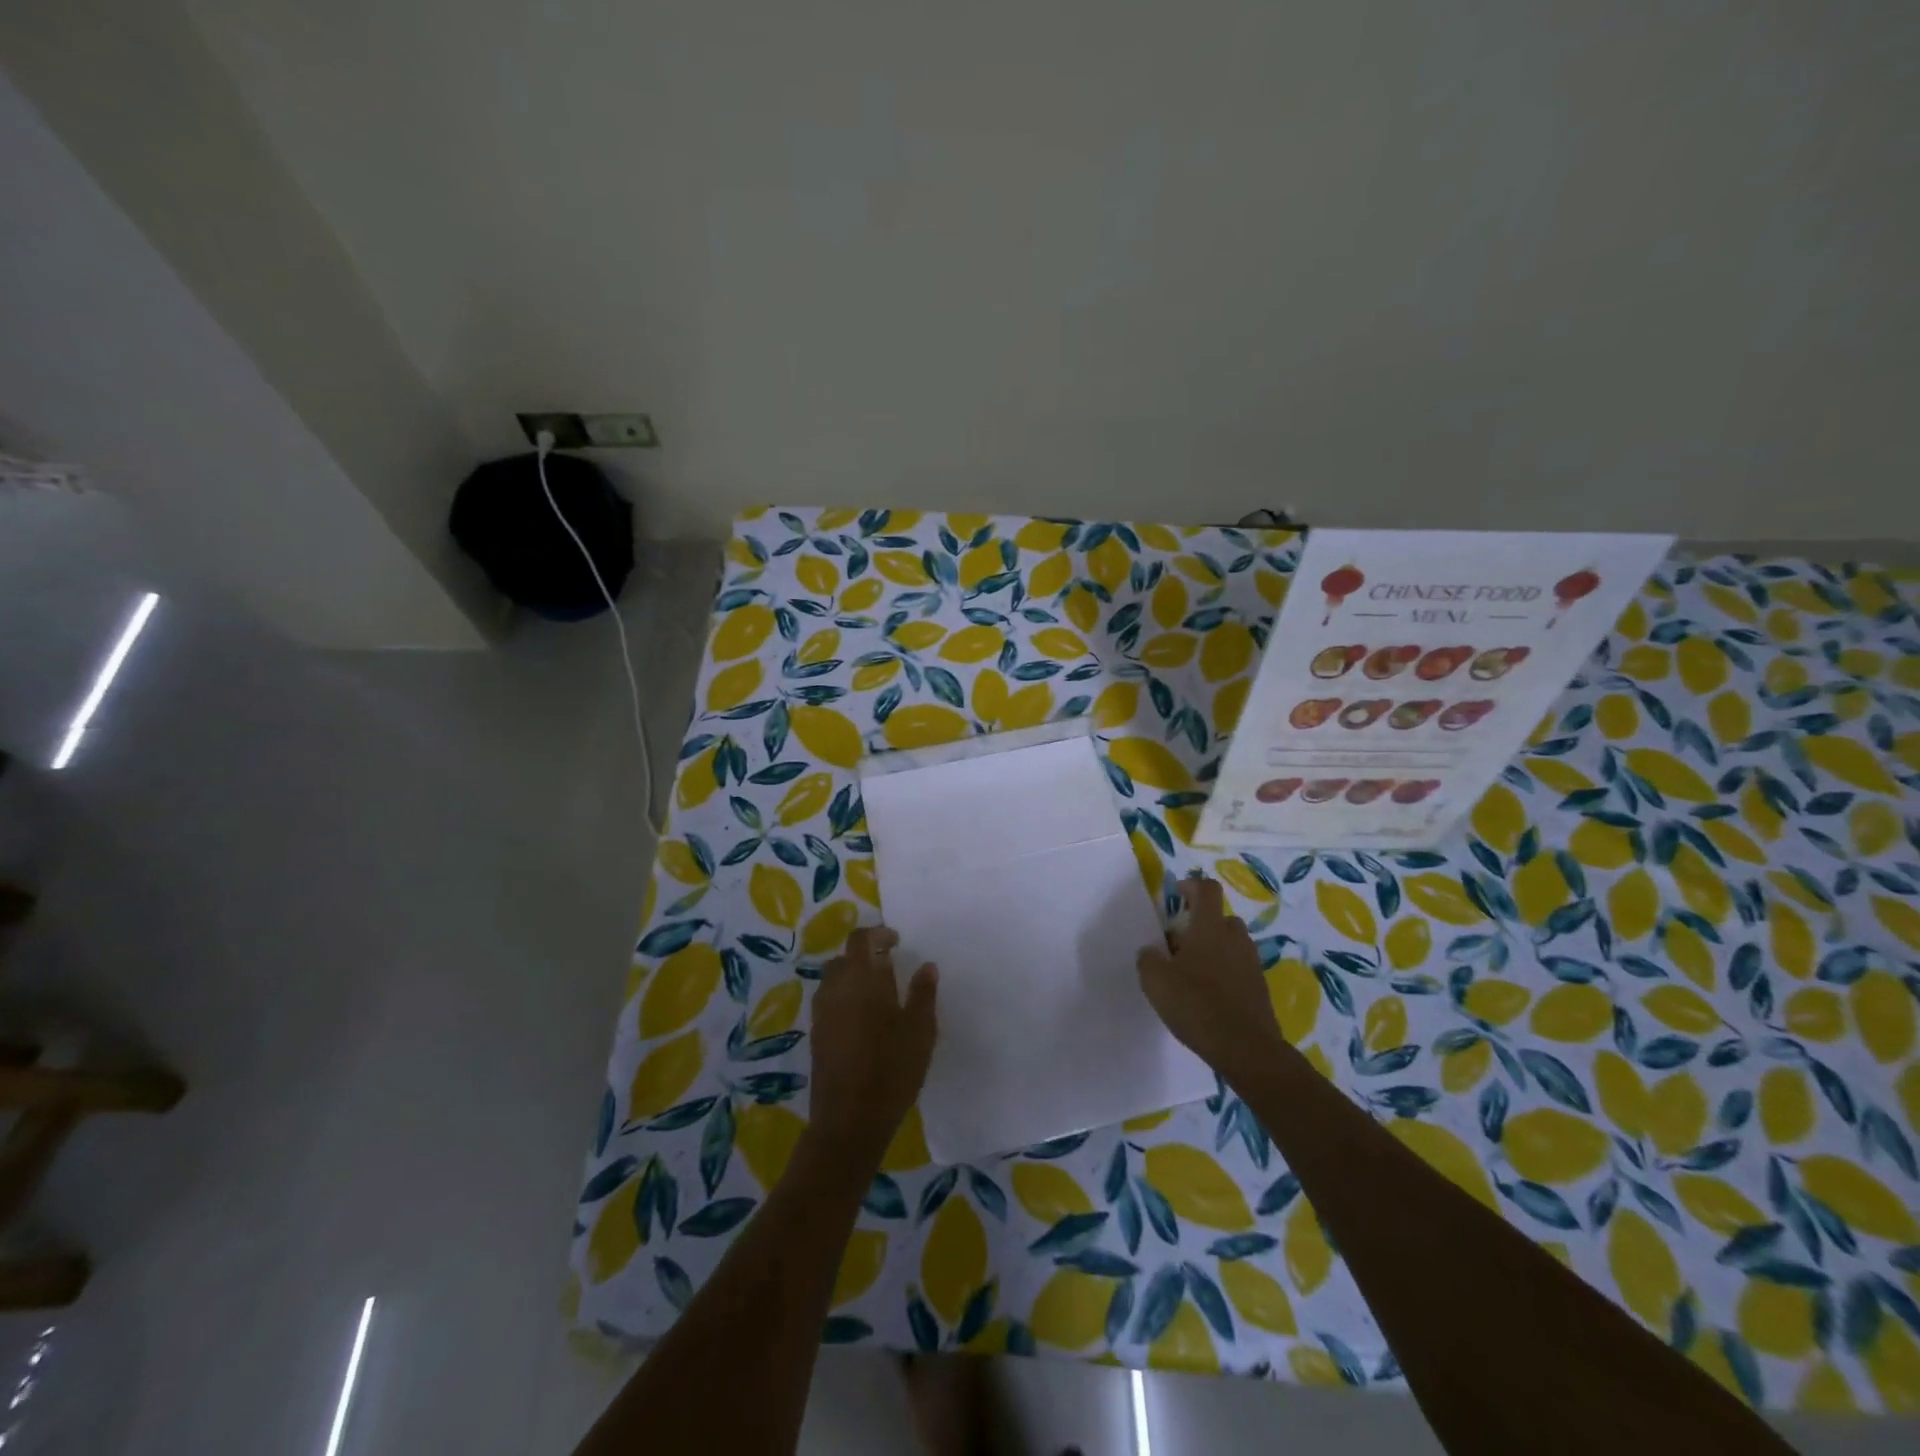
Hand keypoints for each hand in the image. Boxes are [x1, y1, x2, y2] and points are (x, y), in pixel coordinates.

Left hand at [806, 927, 937, 1168]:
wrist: (849, 1120)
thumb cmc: (891, 1071)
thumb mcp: (920, 1032)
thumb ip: (922, 994)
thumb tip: (926, 966)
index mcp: (863, 979)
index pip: (861, 939)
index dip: (877, 933)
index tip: (896, 941)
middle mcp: (836, 988)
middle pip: (844, 958)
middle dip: (864, 955)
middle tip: (889, 965)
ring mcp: (822, 1012)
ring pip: (833, 979)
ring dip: (852, 976)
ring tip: (877, 993)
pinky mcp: (816, 1034)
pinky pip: (829, 1001)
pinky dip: (844, 997)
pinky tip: (862, 1019)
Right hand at [1137, 877, 1284, 1085]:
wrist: (1246, 1048)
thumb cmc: (1196, 1004)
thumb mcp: (1155, 981)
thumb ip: (1148, 959)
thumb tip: (1152, 951)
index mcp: (1209, 928)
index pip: (1207, 890)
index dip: (1192, 886)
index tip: (1177, 894)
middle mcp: (1234, 938)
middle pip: (1220, 918)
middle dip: (1201, 924)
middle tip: (1179, 943)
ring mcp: (1251, 963)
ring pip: (1231, 944)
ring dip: (1214, 949)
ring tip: (1192, 972)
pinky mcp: (1259, 988)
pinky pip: (1239, 968)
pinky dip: (1225, 973)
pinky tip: (1208, 996)